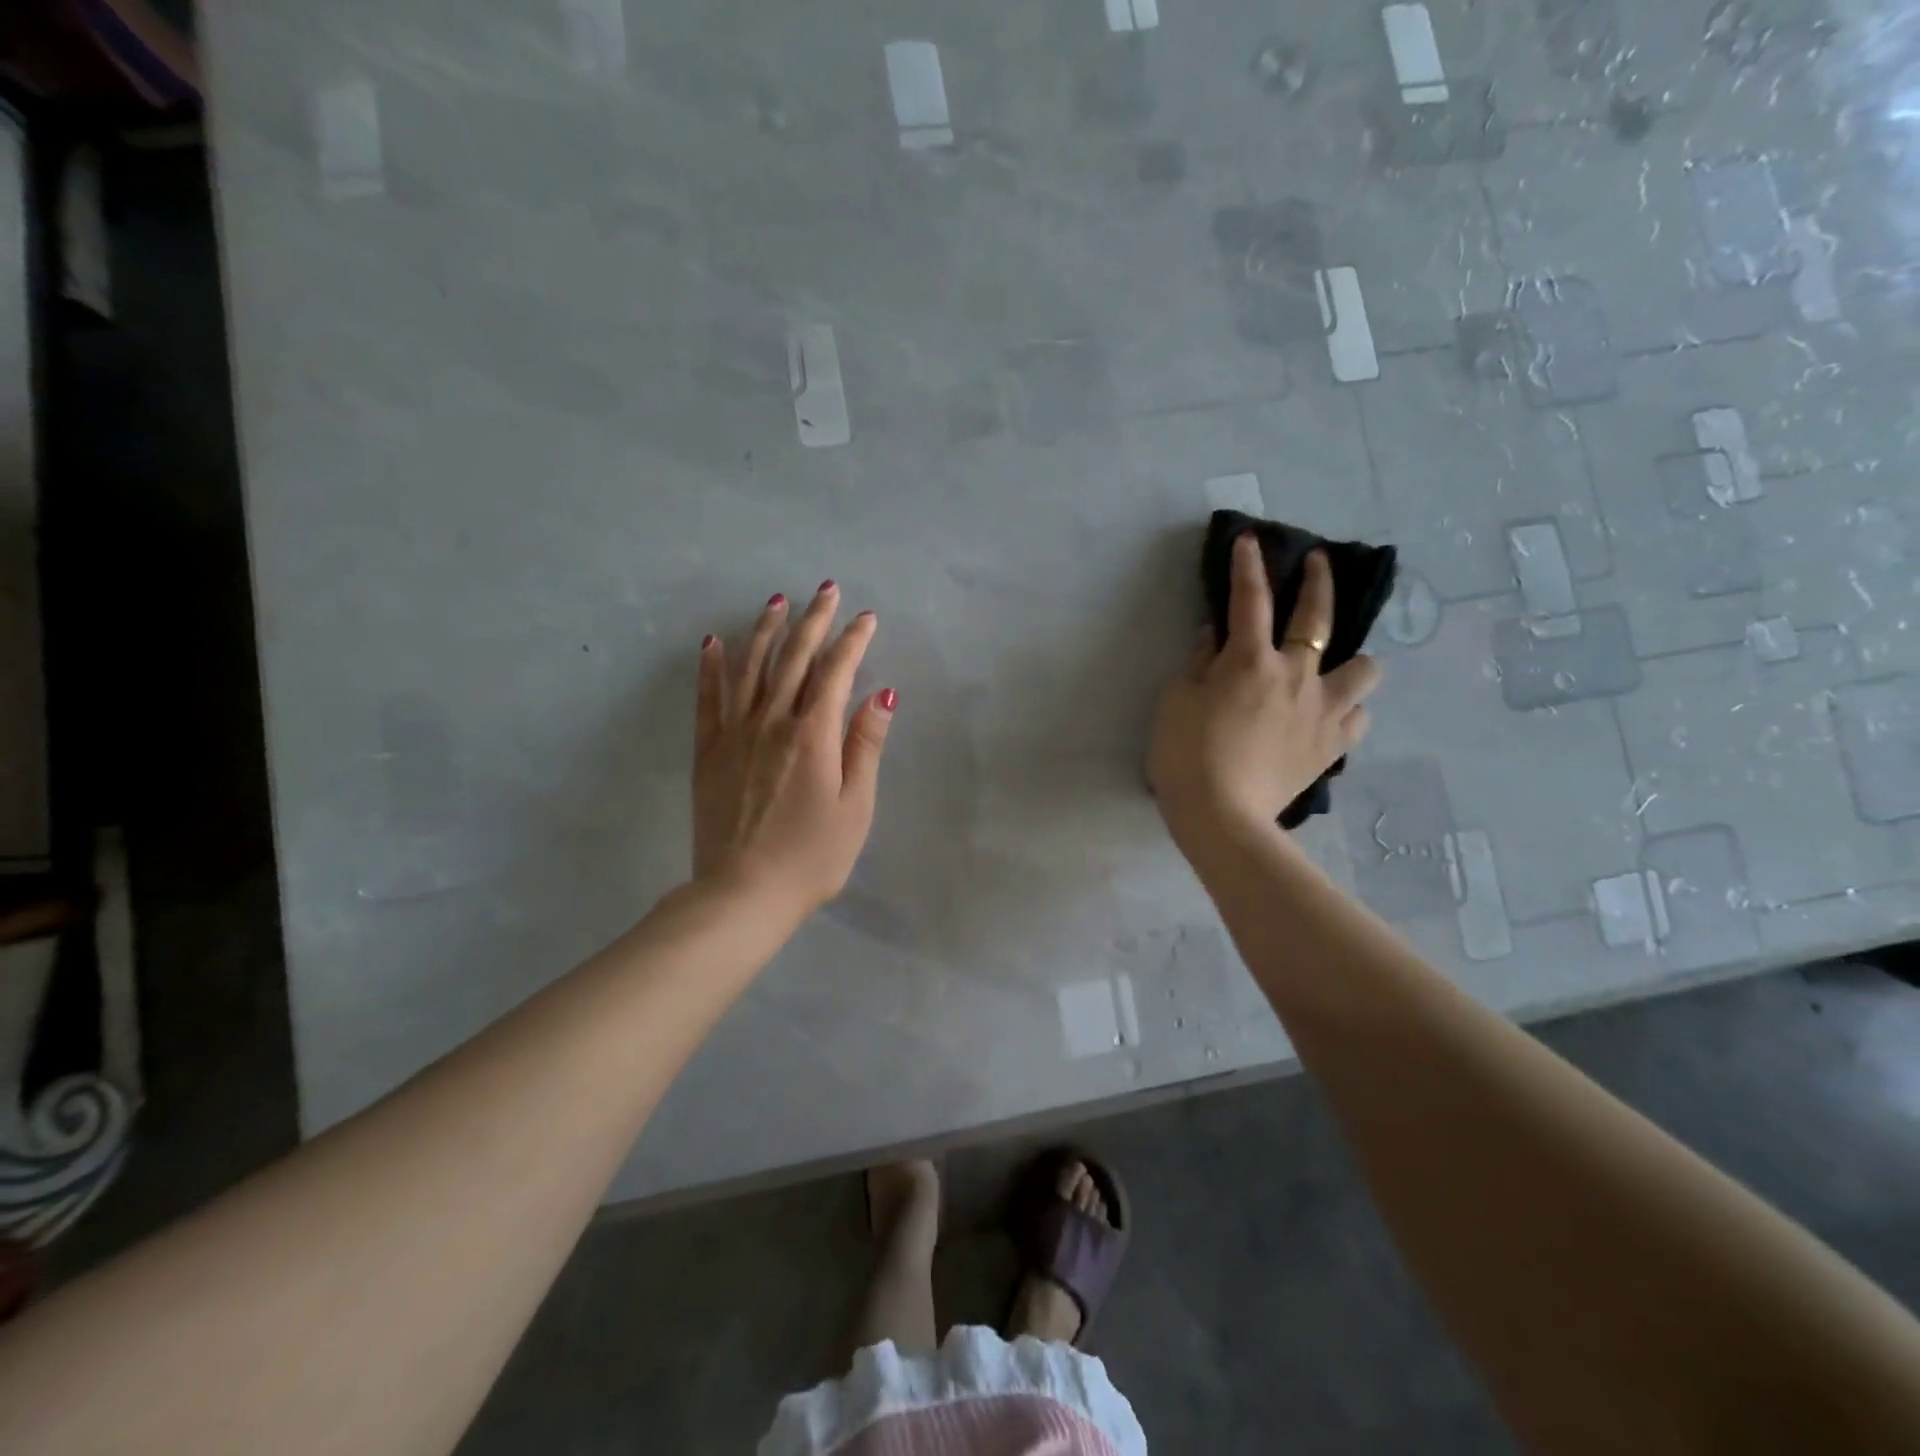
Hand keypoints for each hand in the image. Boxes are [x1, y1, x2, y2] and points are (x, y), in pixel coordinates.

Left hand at [693, 582, 894, 916]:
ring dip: (765, 631)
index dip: (852, 641)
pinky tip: (712, 642)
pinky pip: (708, 699)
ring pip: (750, 669)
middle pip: (794, 659)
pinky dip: (711, 668)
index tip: (866, 617)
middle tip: (825, 590)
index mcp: (813, 735)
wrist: (743, 894)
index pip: (836, 672)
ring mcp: (735, 734)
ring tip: (776, 602)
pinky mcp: (709, 752)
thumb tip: (882, 694)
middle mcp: (772, 722)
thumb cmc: (812, 857)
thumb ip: (865, 746)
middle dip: (813, 621)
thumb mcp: (856, 807)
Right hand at [1149, 536, 1381, 849]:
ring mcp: (1322, 711)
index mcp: (1250, 661)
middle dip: (1319, 582)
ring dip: (1352, 660)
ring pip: (1364, 669)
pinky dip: (1347, 709)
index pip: (1249, 600)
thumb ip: (1199, 662)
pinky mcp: (1333, 746)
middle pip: (1318, 617)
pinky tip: (1331, 714)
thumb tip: (1215, 635)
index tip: (1250, 540)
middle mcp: (1296, 676)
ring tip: (1336, 666)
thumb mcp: (1176, 701)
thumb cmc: (1186, 755)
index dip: (1248, 566)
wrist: (1221, 816)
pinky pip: (1358, 717)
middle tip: (1319, 563)